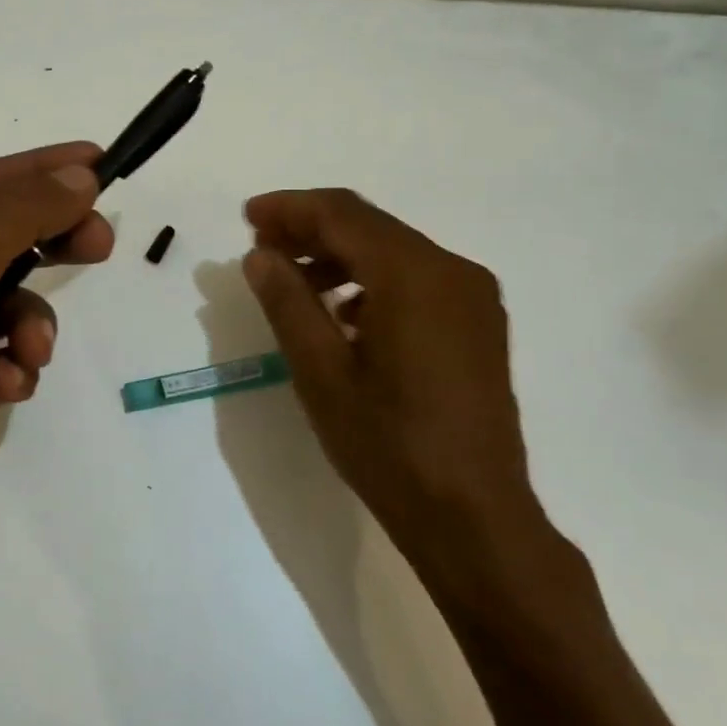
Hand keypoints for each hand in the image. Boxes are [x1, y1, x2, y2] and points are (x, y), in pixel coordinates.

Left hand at [0, 144, 112, 547]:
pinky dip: (13, 367)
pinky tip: (4, 386)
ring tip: (29, 349)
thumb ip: (20, 212)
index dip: (39, 169)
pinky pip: (4, 356)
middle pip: (1, 240)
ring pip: (9, 304)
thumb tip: (80, 175)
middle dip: (50, 242)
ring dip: (31, 322)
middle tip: (100, 242)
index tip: (99, 163)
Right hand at [241, 188, 567, 607]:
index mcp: (415, 275)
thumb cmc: (389, 446)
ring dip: (341, 257)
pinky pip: (418, 281)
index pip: (343, 215)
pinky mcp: (478, 325)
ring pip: (395, 253)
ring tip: (294, 282)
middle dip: (312, 230)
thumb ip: (288, 303)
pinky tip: (343, 315)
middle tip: (262, 248)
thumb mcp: (322, 374)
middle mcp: (453, 270)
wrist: (474, 516)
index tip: (247, 217)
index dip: (290, 209)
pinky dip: (373, 282)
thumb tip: (259, 254)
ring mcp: (473, 298)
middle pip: (372, 228)